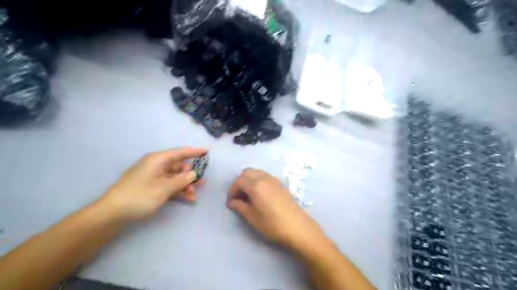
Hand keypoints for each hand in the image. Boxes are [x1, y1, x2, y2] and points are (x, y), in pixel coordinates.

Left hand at [99, 147, 206, 221]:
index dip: (194, 152)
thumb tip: (193, 173)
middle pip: (178, 166)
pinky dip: (178, 191)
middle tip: (202, 182)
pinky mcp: (151, 187)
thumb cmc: (139, 196)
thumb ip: (181, 180)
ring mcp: (153, 177)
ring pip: (175, 177)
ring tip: (195, 194)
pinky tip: (187, 199)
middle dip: (191, 174)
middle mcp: (156, 166)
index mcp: (158, 160)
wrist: (113, 213)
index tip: (207, 152)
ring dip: (185, 185)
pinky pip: (169, 185)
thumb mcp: (163, 188)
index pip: (180, 152)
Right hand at [227, 168, 323, 250]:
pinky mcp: (280, 184)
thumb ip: (239, 206)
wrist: (297, 227)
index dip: (231, 191)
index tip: (230, 202)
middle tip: (238, 197)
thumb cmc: (272, 224)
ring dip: (249, 180)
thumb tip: (231, 202)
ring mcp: (274, 179)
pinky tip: (259, 195)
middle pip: (247, 172)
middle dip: (239, 183)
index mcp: (255, 185)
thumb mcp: (252, 217)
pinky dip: (258, 181)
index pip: (238, 181)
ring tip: (248, 196)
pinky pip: (265, 176)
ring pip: (256, 173)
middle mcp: (264, 178)